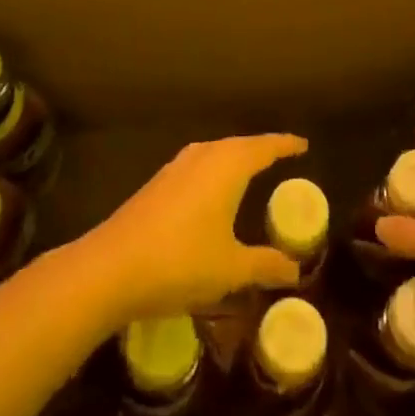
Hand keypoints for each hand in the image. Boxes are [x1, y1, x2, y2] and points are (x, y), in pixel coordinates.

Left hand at [83, 134, 307, 322]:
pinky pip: (198, 164)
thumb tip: (295, 271)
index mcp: (228, 166)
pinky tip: (211, 190)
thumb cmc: (180, 261)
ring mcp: (176, 167)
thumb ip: (265, 265)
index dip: (285, 145)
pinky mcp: (158, 182)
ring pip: (215, 152)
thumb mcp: (230, 268)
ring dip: (234, 157)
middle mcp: (203, 156)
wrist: (111, 267)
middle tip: (280, 156)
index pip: (264, 147)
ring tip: (249, 169)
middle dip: (260, 149)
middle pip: (239, 144)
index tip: (302, 144)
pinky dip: (214, 169)